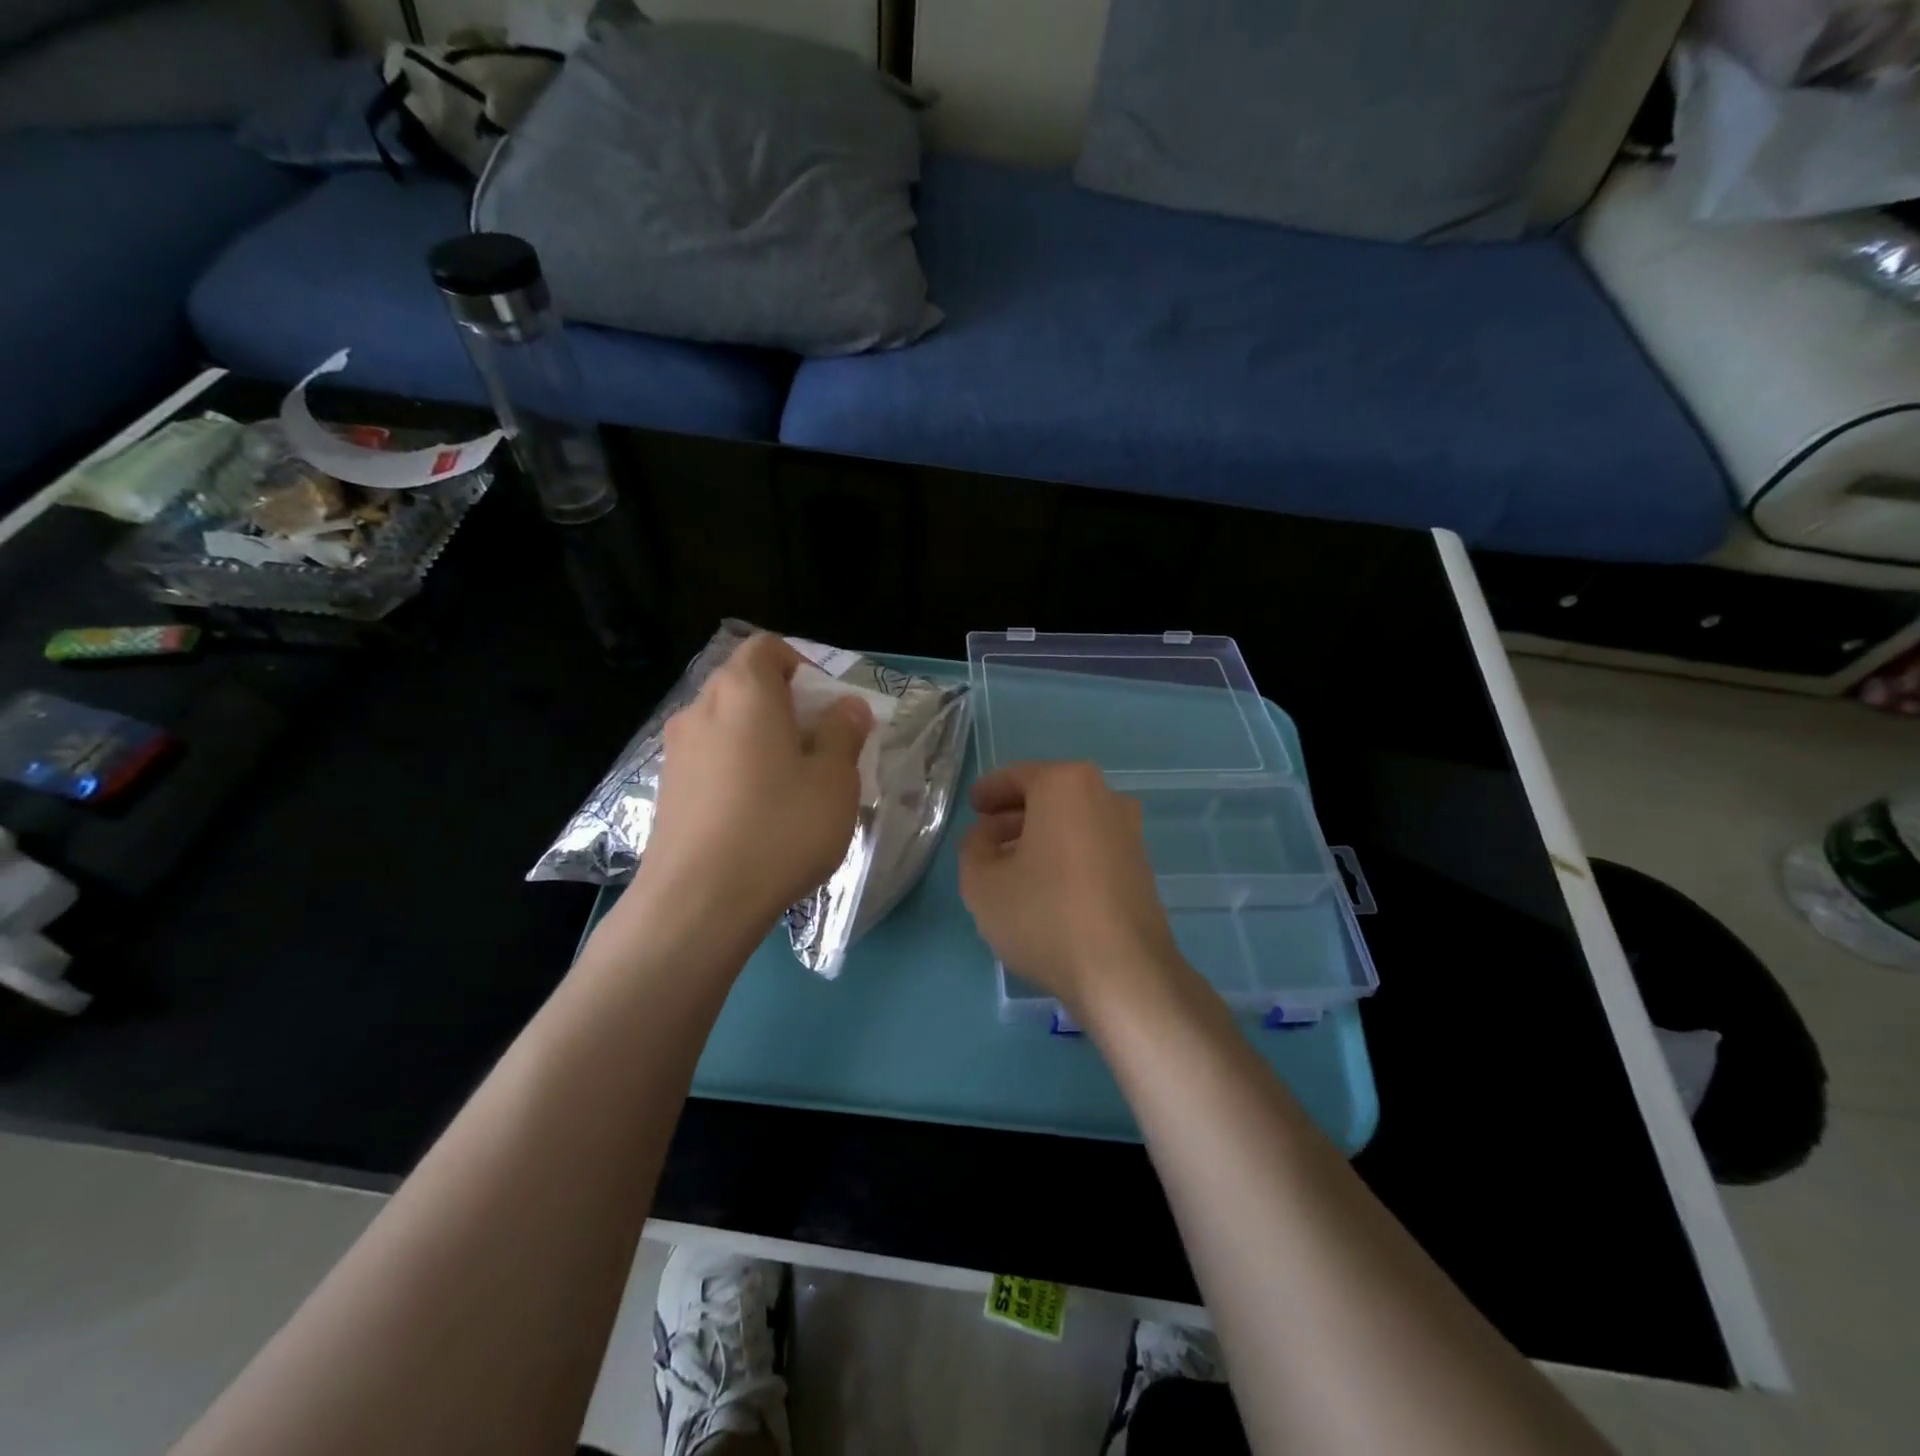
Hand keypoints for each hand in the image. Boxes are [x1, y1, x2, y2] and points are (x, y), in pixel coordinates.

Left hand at [636, 634, 872, 931]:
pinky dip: (736, 770)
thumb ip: (843, 733)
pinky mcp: (665, 791)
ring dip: (760, 741)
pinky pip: (710, 761)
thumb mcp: (834, 780)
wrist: (698, 902)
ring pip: (727, 726)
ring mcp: (676, 751)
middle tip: (819, 749)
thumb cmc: (779, 828)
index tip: (827, 707)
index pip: (767, 647)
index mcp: (744, 691)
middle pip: (745, 686)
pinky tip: (756, 815)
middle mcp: (701, 709)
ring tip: (790, 787)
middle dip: (786, 707)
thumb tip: (846, 707)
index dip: (802, 665)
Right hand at [959, 762, 1184, 1018]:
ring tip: (1010, 863)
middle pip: (1048, 795)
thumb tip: (986, 835)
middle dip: (1014, 813)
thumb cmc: (1045, 914)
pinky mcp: (1140, 865)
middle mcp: (1104, 796)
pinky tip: (1045, 884)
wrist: (1123, 971)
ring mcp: (1128, 830)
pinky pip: (1091, 844)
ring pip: (1071, 821)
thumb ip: (973, 847)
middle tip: (985, 835)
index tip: (972, 806)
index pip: (1017, 776)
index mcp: (1065, 784)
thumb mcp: (982, 882)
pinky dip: (1065, 852)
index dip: (988, 791)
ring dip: (1039, 835)